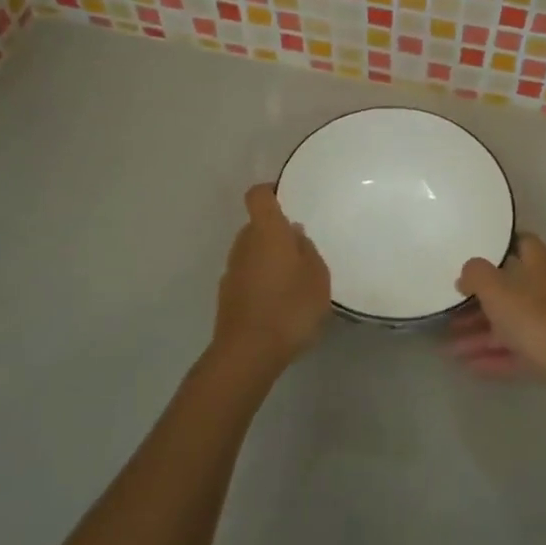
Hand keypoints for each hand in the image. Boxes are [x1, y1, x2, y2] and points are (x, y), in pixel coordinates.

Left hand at [210, 184, 331, 372]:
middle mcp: (243, 244)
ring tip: (294, 281)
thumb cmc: (290, 306)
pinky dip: (261, 282)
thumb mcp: (317, 277)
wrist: (248, 352)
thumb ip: (307, 250)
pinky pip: (247, 276)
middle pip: (256, 226)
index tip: (286, 197)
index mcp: (267, 231)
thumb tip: (294, 234)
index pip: (259, 196)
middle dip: (276, 233)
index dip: (271, 192)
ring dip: (269, 259)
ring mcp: (231, 271)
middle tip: (301, 250)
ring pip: (251, 252)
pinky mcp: (227, 296)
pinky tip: (279, 303)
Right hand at [448, 235, 545, 405]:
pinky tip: (469, 366)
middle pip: (511, 289)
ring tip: (450, 348)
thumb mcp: (498, 290)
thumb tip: (468, 271)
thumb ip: (477, 274)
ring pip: (512, 323)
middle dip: (479, 302)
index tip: (471, 254)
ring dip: (481, 334)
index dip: (497, 246)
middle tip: (451, 310)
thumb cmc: (537, 320)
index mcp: (542, 265)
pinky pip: (519, 350)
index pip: (522, 243)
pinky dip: (495, 355)